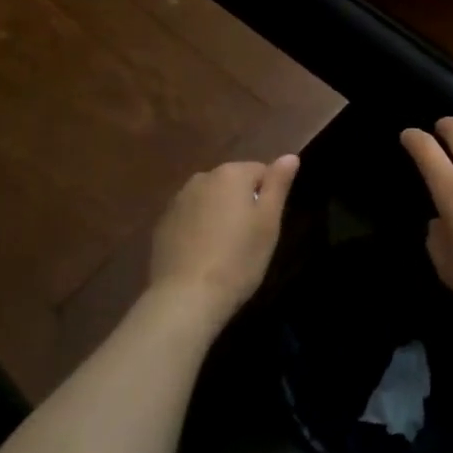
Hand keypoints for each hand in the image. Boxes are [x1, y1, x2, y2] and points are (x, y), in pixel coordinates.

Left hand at [147, 155, 299, 327]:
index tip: (267, 226)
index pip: (261, 171)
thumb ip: (278, 184)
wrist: (186, 297)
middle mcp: (202, 178)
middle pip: (232, 183)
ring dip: (219, 215)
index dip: (269, 197)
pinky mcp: (162, 224)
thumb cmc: (238, 259)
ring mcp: (177, 200)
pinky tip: (203, 256)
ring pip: (210, 200)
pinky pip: (190, 218)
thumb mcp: (268, 222)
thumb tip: (290, 156)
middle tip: (250, 239)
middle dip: (243, 203)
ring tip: (226, 249)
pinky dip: (198, 229)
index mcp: (231, 174)